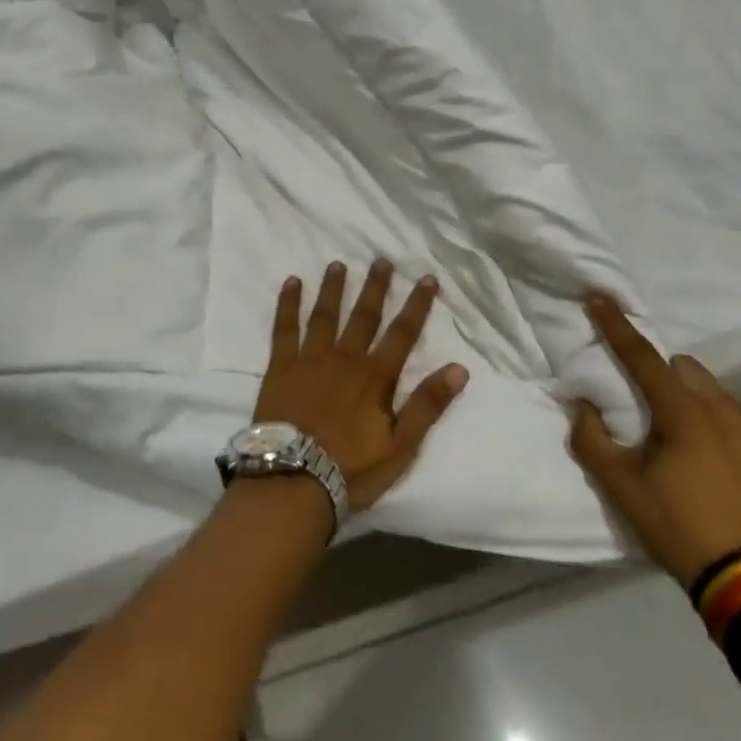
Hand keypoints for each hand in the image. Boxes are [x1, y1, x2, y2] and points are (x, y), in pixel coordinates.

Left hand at [254, 261, 469, 512]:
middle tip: (382, 260)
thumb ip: (428, 405)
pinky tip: (291, 282)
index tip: (427, 278)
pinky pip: (285, 328)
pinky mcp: (281, 367)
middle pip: (364, 315)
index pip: (402, 333)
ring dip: (333, 288)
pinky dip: (288, 304)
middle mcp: (345, 358)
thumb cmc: (351, 468)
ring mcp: (310, 359)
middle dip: (375, 287)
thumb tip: (460, 368)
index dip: (417, 305)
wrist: (293, 480)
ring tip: (338, 264)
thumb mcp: (401, 445)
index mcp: (375, 376)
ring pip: (325, 315)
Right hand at [568, 293, 740, 587]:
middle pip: (684, 367)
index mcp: (683, 411)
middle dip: (660, 372)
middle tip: (642, 405)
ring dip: (688, 397)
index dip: (616, 325)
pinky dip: (713, 424)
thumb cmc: (680, 527)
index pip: (642, 356)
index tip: (599, 296)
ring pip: (712, 392)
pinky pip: (734, 420)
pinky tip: (707, 462)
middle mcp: (721, 410)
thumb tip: (581, 406)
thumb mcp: (622, 489)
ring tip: (674, 436)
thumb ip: (592, 441)